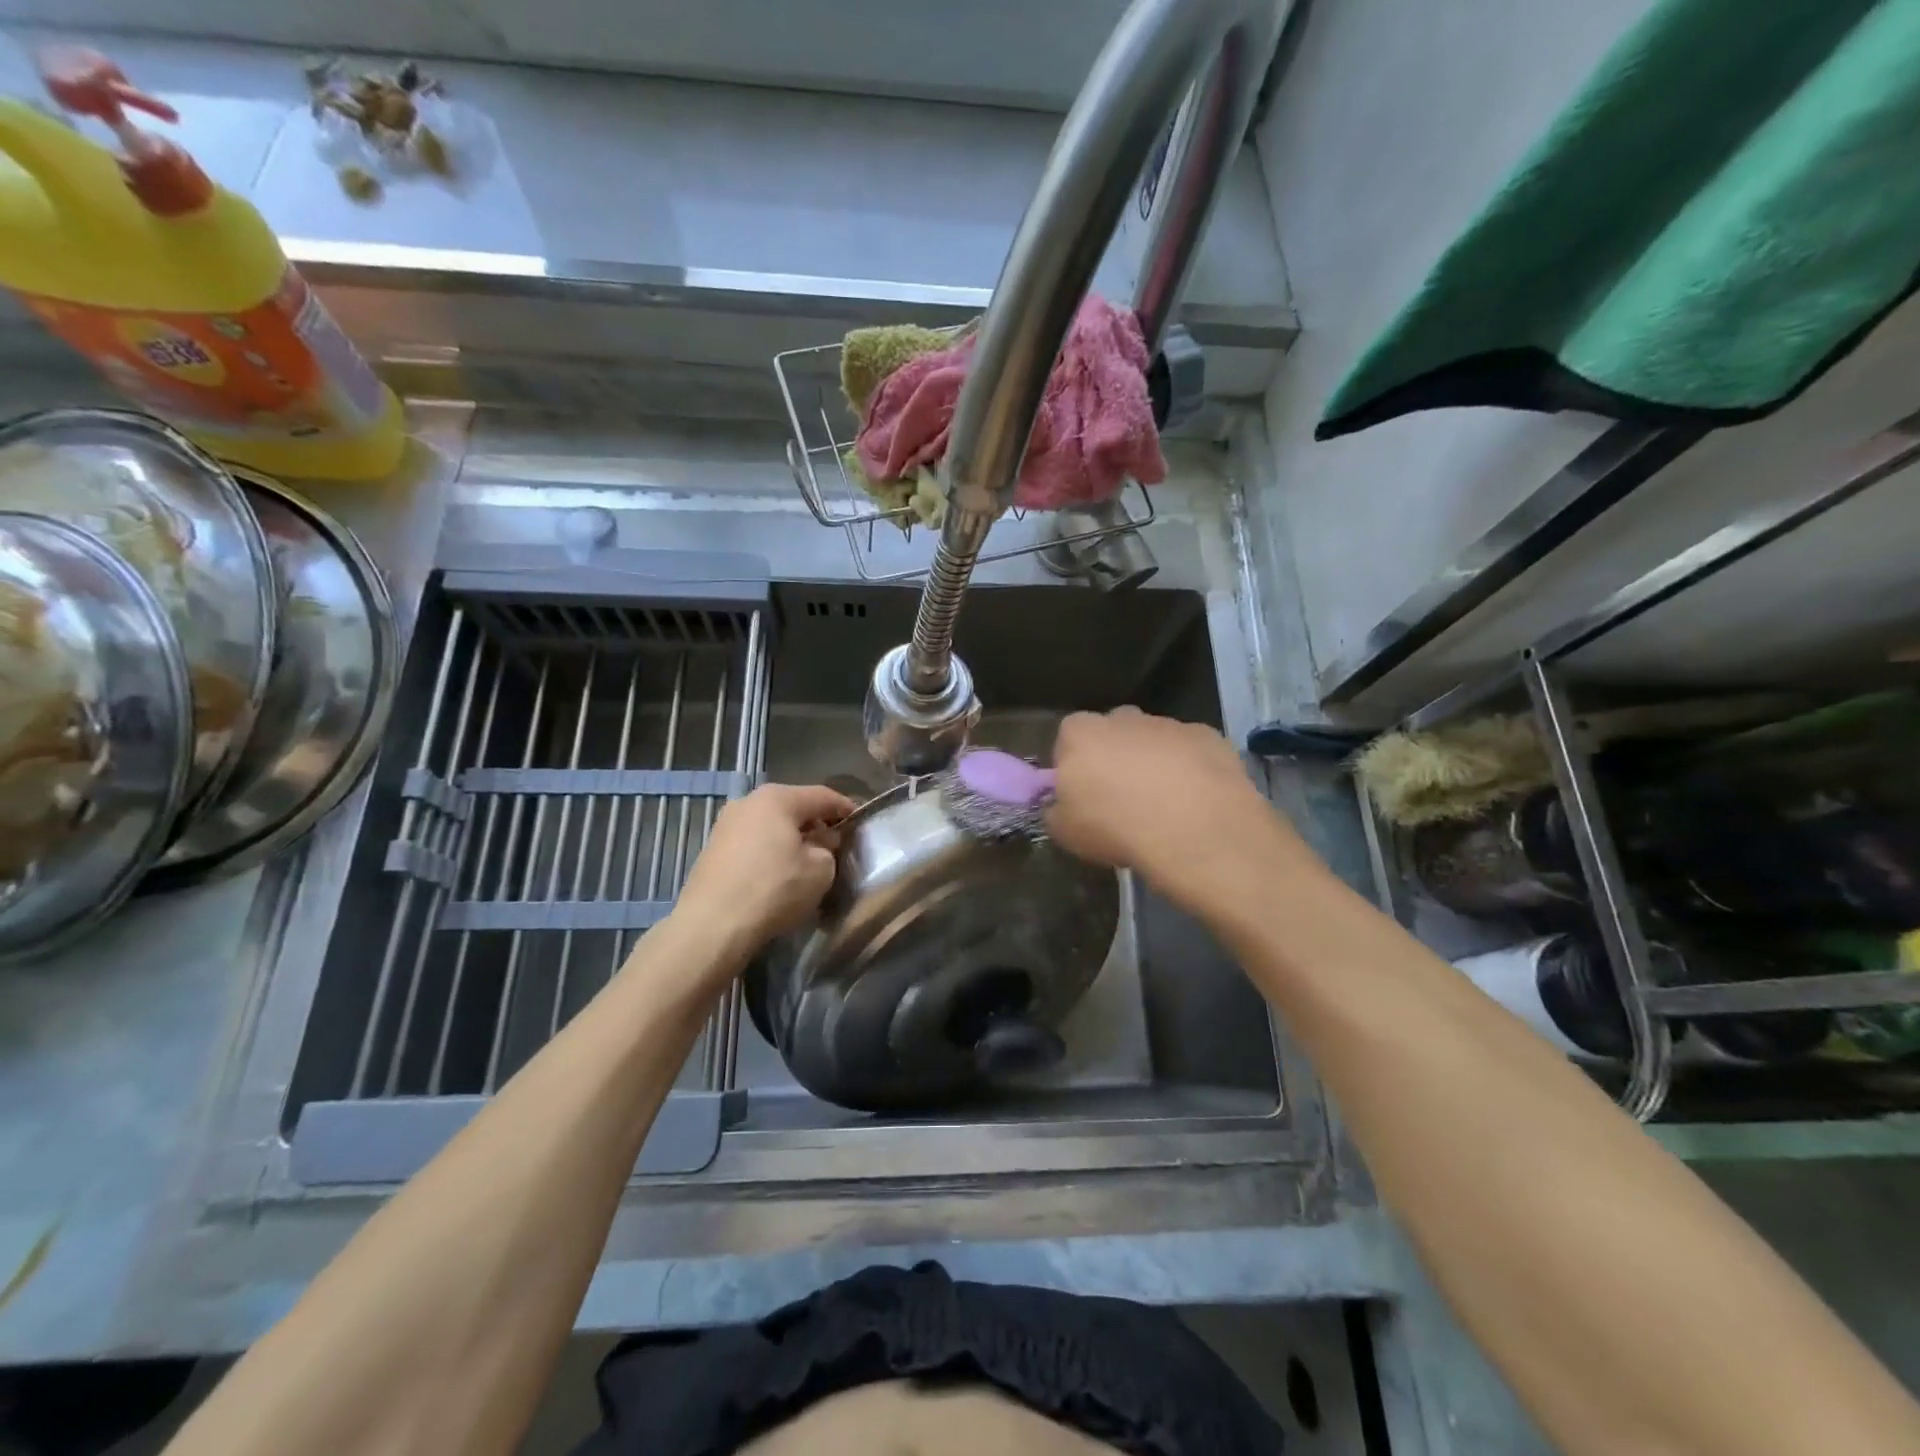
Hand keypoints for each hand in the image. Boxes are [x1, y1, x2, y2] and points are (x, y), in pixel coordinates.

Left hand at [673, 783, 854, 950]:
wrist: (712, 926)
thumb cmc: (774, 889)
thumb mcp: (821, 870)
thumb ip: (829, 848)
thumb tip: (822, 842)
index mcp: (777, 798)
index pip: (822, 796)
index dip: (845, 808)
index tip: (860, 821)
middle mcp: (748, 802)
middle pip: (793, 807)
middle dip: (816, 824)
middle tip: (836, 844)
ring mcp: (726, 825)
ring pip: (771, 826)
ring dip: (791, 839)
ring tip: (808, 861)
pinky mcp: (713, 850)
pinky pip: (753, 843)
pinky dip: (770, 852)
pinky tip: (779, 874)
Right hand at [1046, 708, 1303, 910]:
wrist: (1194, 829)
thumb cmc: (1116, 827)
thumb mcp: (1064, 832)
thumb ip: (1056, 810)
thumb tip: (1061, 805)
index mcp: (1080, 733)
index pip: (1067, 739)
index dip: (1074, 768)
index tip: (1083, 796)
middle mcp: (1123, 718)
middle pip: (1112, 734)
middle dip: (1115, 758)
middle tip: (1122, 800)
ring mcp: (1169, 724)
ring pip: (1154, 741)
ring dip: (1154, 765)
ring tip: (1164, 808)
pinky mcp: (1208, 736)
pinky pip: (1191, 752)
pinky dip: (1191, 771)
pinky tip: (1195, 803)